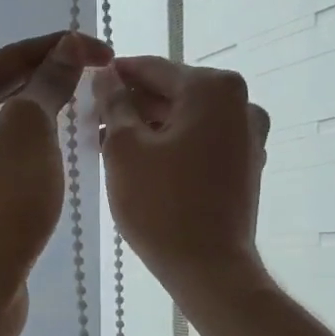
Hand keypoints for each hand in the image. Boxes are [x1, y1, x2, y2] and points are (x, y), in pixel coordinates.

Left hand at [0, 30, 112, 335]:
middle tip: (91, 69)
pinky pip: (6, 158)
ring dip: (39, 110)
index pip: (4, 60)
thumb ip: (48, 84)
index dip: (56, 48)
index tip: (103, 50)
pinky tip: (57, 149)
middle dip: (44, 74)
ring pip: (2, 126)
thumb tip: (68, 48)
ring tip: (78, 100)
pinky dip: (33, 146)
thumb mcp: (28, 131)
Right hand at [95, 57, 271, 300]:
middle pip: (173, 92)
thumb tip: (106, 76)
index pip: (153, 68)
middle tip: (93, 118)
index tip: (86, 82)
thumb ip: (114, 103)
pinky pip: (201, 141)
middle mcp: (241, 103)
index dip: (116, 74)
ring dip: (150, 125)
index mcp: (213, 88)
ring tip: (109, 142)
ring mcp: (248, 135)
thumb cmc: (160, 203)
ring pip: (187, 118)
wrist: (208, 267)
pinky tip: (141, 161)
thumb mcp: (124, 148)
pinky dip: (172, 144)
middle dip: (133, 103)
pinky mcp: (245, 165)